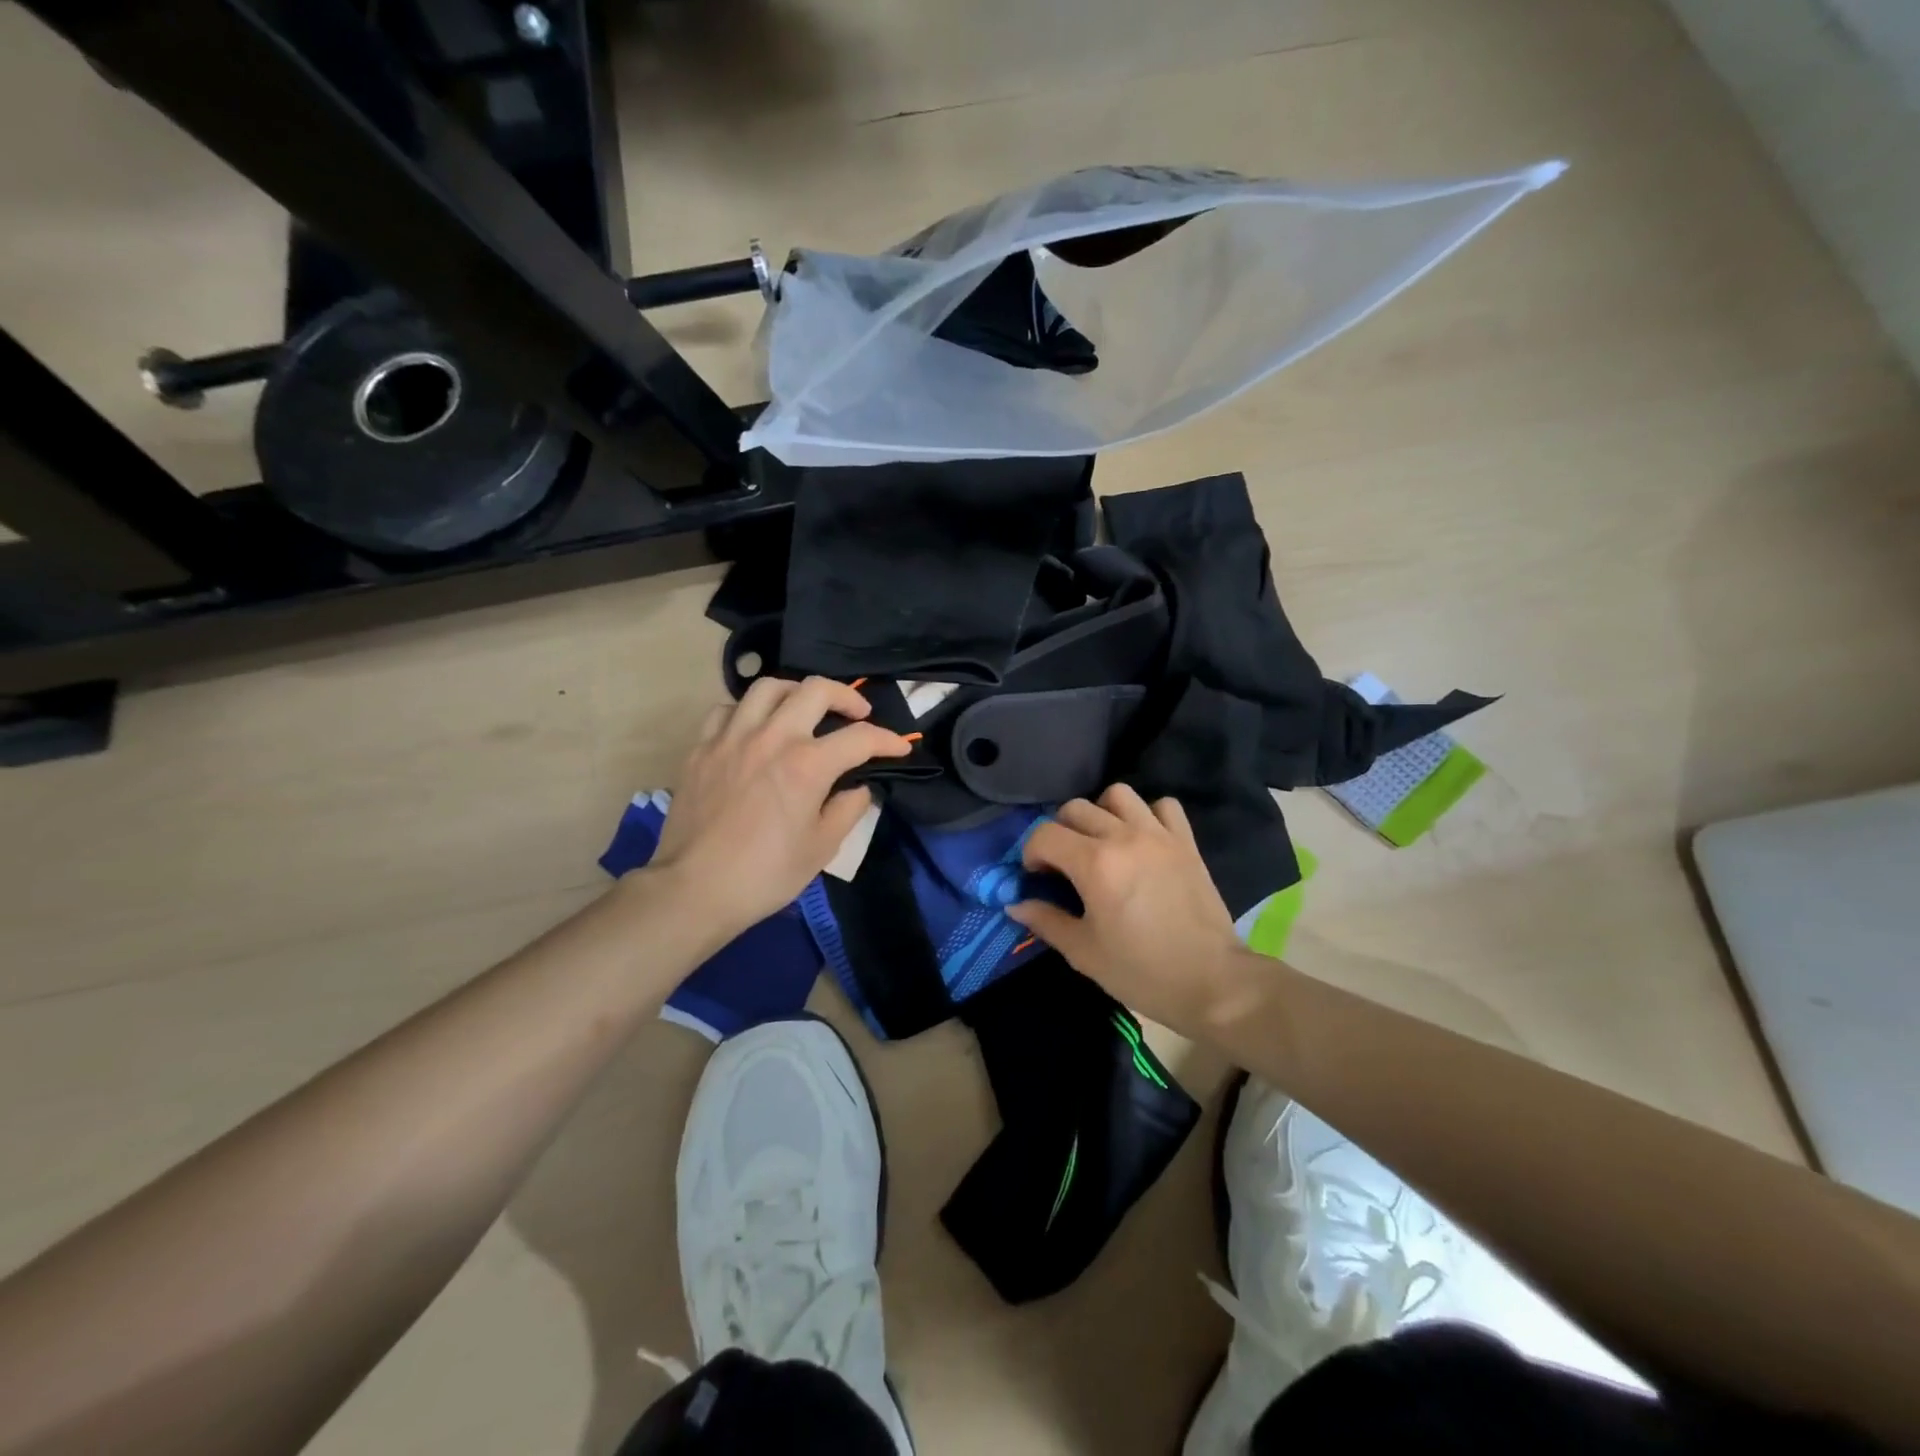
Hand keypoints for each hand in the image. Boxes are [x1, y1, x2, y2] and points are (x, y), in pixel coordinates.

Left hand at [647, 676, 910, 939]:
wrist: (694, 889)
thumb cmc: (765, 874)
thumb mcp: (822, 848)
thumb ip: (848, 809)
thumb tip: (858, 788)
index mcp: (807, 764)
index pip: (860, 737)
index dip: (888, 740)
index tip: (900, 748)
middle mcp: (771, 738)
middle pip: (815, 690)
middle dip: (847, 696)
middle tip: (857, 714)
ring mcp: (732, 738)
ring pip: (768, 687)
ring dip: (796, 692)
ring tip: (805, 710)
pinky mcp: (702, 748)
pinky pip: (728, 710)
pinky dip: (749, 711)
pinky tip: (757, 728)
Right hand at [1009, 785, 1246, 1032]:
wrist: (1212, 982)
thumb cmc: (1142, 971)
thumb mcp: (1084, 952)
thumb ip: (1046, 921)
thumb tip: (1016, 904)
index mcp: (1095, 864)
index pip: (1045, 834)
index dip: (1031, 853)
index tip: (1037, 877)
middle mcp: (1124, 837)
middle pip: (1076, 809)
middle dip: (1060, 832)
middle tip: (1065, 864)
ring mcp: (1159, 835)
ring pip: (1118, 795)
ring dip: (1101, 813)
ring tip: (1102, 843)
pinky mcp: (1186, 842)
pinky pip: (1163, 806)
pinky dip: (1147, 815)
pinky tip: (1142, 840)